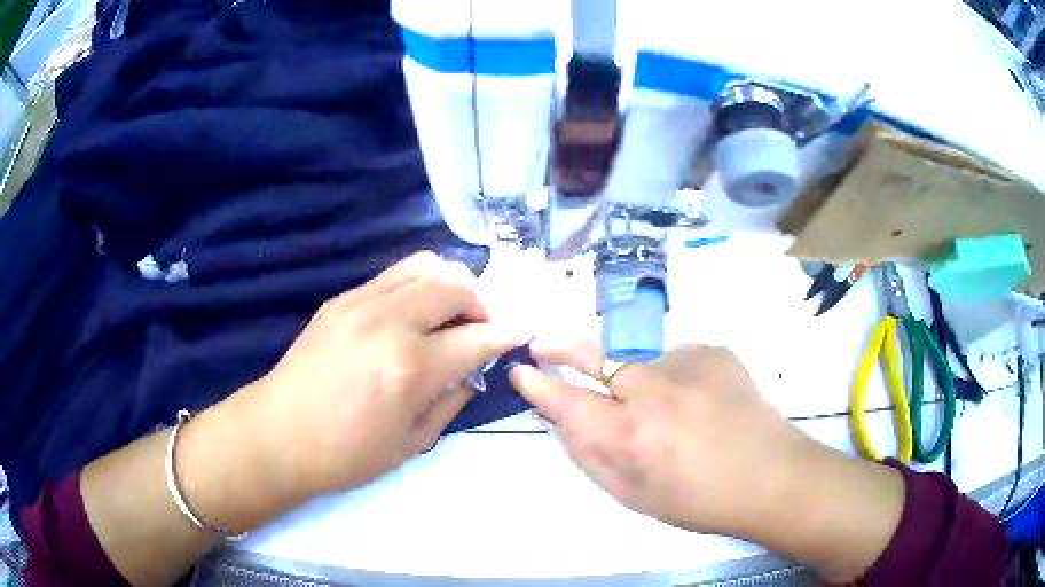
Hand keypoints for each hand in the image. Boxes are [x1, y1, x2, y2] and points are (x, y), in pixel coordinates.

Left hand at [245, 251, 524, 498]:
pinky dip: (417, 286)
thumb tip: (472, 369)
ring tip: (447, 315)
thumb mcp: (412, 442)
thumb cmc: (345, 454)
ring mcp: (360, 303)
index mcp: (409, 368)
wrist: (277, 435)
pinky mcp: (340, 299)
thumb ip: (452, 399)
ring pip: (424, 264)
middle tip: (478, 329)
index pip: (476, 337)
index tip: (519, 333)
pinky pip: (393, 275)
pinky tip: (411, 316)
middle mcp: (389, 322)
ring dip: (449, 285)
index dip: (505, 334)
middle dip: (480, 303)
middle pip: (455, 284)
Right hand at [510, 341, 805, 536]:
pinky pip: (676, 359)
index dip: (538, 386)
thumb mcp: (632, 494)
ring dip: (640, 381)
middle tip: (543, 344)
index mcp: (629, 435)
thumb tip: (558, 420)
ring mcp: (686, 362)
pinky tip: (701, 402)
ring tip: (673, 412)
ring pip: (641, 362)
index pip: (566, 401)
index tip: (521, 372)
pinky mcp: (713, 350)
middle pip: (593, 356)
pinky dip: (677, 378)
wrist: (769, 475)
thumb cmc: (696, 499)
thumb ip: (588, 456)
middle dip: (561, 349)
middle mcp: (652, 389)